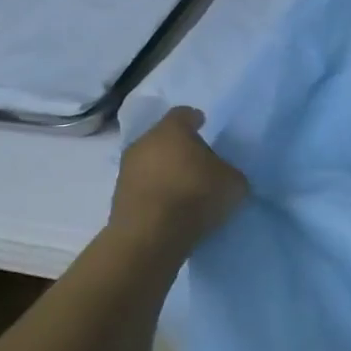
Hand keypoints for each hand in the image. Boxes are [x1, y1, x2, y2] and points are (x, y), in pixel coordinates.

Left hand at [109, 107, 247, 255]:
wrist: (150, 236)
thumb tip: (225, 175)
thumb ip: (229, 172)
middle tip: (198, 162)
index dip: (195, 120)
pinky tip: (170, 206)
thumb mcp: (232, 183)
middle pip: (164, 138)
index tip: (204, 126)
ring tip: (184, 188)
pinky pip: (143, 186)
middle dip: (179, 147)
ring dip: (165, 171)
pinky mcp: (118, 197)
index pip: (183, 114)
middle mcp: (144, 142)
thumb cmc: (195, 196)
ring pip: (150, 162)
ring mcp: (127, 170)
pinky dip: (155, 192)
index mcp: (172, 130)